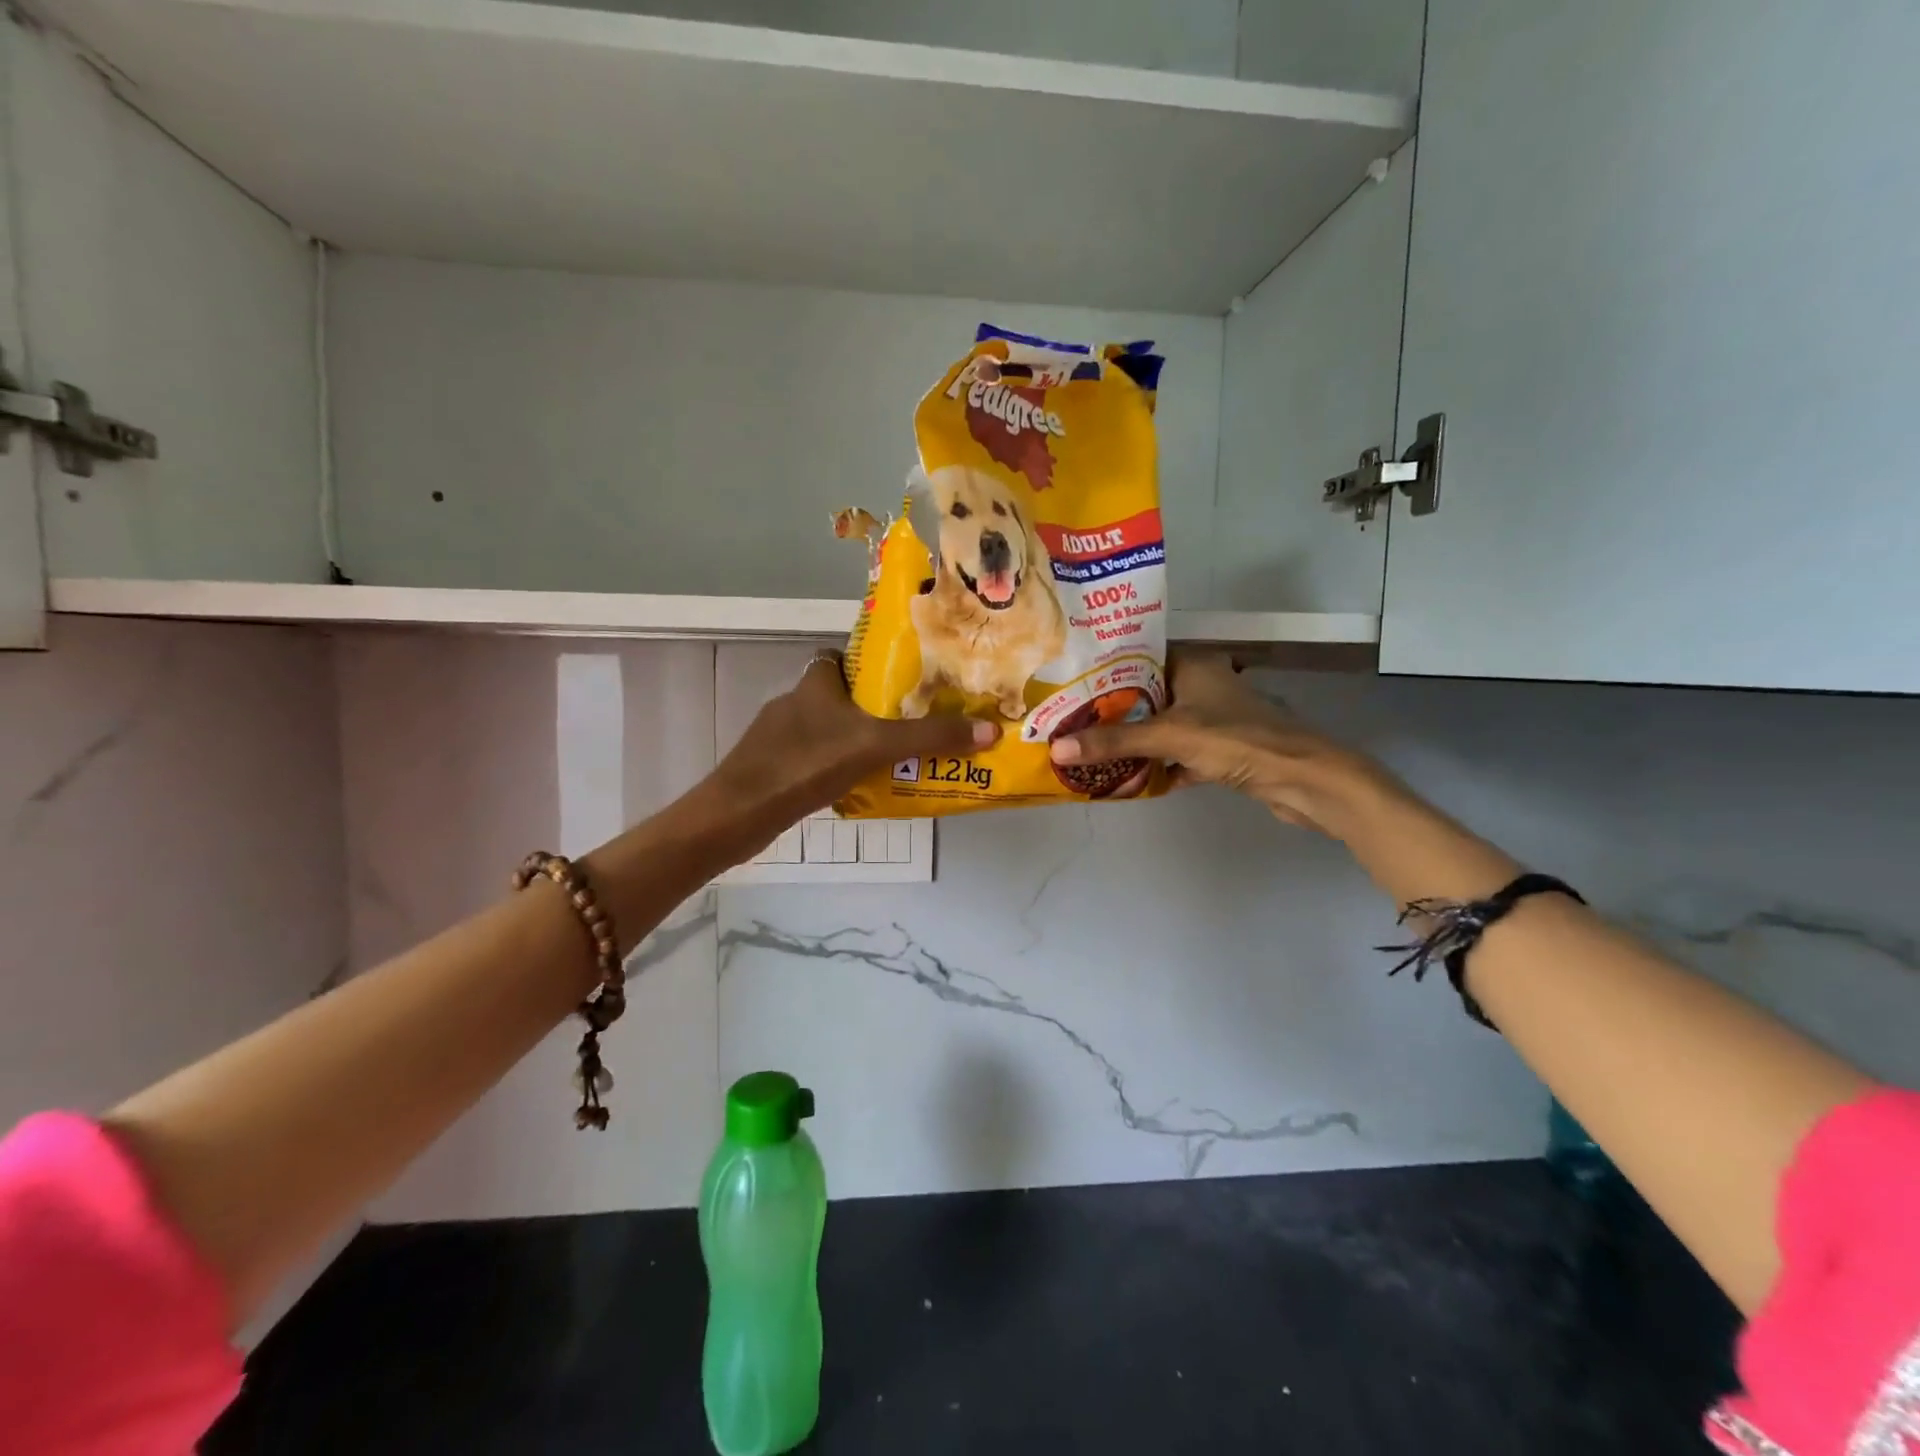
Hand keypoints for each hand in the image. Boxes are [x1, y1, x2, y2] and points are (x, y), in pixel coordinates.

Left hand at [711, 652, 997, 835]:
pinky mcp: (775, 769)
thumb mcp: (875, 745)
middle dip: (875, 707)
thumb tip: (990, 730)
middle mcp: (795, 703)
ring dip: (859, 739)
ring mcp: (780, 738)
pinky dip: (839, 767)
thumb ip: (929, 737)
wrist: (738, 815)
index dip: (869, 663)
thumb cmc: (804, 764)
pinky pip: (817, 759)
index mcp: (814, 683)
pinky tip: (862, 785)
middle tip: (915, 720)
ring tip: (899, 755)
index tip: (905, 678)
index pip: (841, 657)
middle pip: (842, 696)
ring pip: (829, 730)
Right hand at [1047, 652, 1390, 835]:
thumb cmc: (1237, 740)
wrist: (1303, 779)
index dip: (1102, 670)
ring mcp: (1211, 720)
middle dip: (1109, 711)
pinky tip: (1123, 779)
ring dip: (1130, 740)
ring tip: (1085, 747)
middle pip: (1144, 695)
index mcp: (1192, 664)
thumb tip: (1057, 748)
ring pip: (1159, 727)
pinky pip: (1175, 755)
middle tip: (1067, 720)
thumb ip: (1114, 741)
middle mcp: (1201, 685)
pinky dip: (1153, 766)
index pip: (1137, 657)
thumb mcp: (1169, 735)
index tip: (1066, 684)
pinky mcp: (1219, 752)